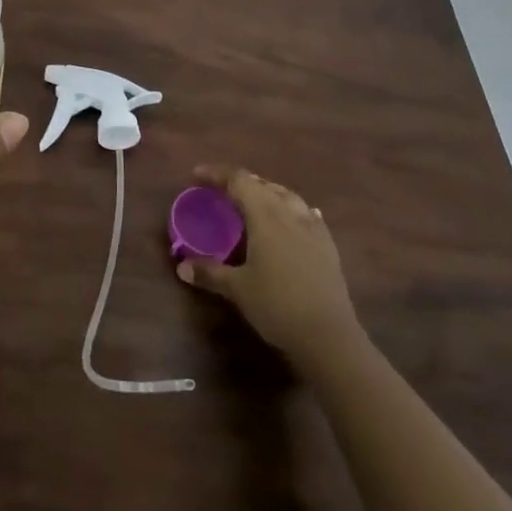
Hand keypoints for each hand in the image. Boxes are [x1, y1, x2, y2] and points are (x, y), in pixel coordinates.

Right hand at [177, 165, 360, 366]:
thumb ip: (209, 273)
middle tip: (220, 190)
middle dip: (240, 182)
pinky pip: (307, 213)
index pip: (239, 181)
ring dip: (266, 192)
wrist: (330, 337)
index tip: (196, 175)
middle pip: (263, 184)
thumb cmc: (278, 306)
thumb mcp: (237, 289)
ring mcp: (313, 228)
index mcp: (266, 216)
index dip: (216, 174)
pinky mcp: (328, 246)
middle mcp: (290, 214)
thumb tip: (181, 267)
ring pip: (287, 196)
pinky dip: (291, 209)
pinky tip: (291, 219)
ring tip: (253, 201)